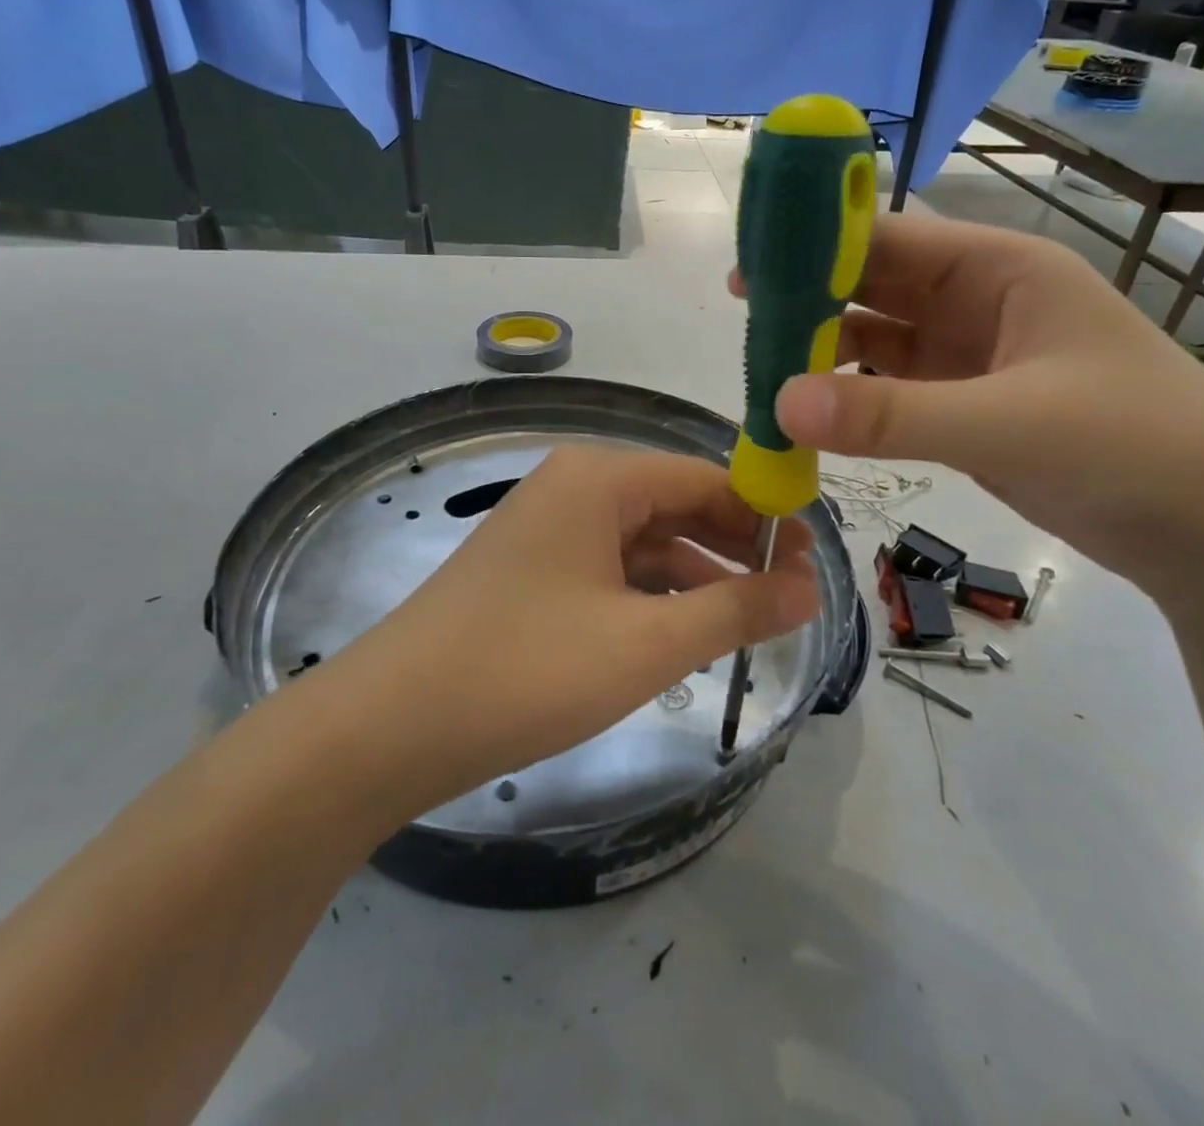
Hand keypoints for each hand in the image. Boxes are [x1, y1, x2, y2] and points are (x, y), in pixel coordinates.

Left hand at [318, 446, 819, 821]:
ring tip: (752, 619)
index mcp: (599, 478)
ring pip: (645, 541)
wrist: (390, 725)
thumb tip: (809, 589)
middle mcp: (573, 487)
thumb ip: (735, 609)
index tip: (814, 559)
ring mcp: (548, 528)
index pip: (706, 477)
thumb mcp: (646, 644)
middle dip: (735, 546)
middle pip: (676, 504)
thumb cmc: (526, 670)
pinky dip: (653, 595)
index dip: (765, 514)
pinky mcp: (533, 570)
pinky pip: (611, 568)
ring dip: (698, 575)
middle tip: (793, 594)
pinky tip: (684, 631)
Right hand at [734, 211, 1203, 605]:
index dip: (819, 244)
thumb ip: (891, 415)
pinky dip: (850, 401)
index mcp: (998, 270)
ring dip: (825, 354)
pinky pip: (890, 393)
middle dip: (811, 300)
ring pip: (877, 343)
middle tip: (744, 320)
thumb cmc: (1134, 445)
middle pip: (875, 288)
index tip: (752, 264)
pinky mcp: (965, 409)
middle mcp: (978, 303)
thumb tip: (781, 406)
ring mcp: (970, 359)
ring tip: (763, 371)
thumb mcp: (1010, 422)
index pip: (890, 238)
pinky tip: (810, 415)